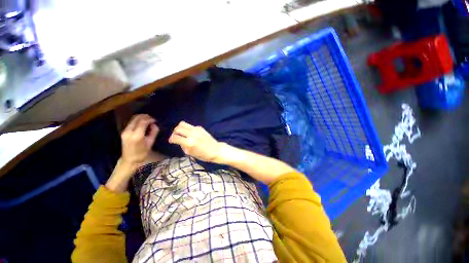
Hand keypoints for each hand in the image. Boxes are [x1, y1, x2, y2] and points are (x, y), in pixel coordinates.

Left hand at [120, 114, 158, 167]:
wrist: (130, 159)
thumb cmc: (142, 153)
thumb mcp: (151, 142)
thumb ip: (153, 132)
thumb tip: (154, 124)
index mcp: (137, 135)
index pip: (143, 122)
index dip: (150, 119)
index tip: (155, 120)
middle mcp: (129, 131)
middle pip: (136, 118)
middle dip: (145, 116)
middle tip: (152, 118)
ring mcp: (125, 131)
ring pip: (133, 119)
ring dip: (141, 117)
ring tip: (148, 120)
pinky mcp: (123, 132)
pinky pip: (131, 122)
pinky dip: (137, 120)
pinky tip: (142, 123)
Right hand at [169, 121, 221, 162]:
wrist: (215, 150)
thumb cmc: (203, 155)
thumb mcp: (190, 153)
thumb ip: (183, 146)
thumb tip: (179, 141)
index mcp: (189, 142)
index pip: (175, 137)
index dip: (171, 139)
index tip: (171, 141)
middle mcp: (192, 134)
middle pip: (177, 128)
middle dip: (174, 132)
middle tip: (176, 136)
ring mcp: (196, 129)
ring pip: (183, 123)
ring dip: (180, 128)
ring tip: (181, 133)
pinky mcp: (200, 127)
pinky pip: (190, 126)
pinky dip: (188, 129)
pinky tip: (190, 134)